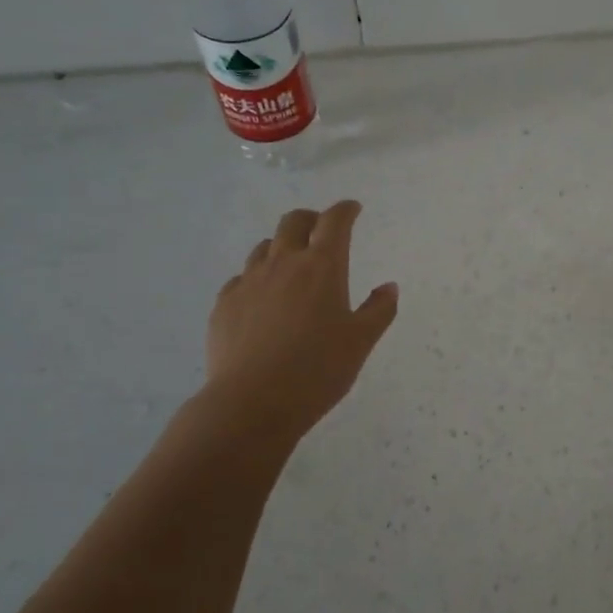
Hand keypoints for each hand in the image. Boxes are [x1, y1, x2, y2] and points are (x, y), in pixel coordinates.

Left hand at [200, 200, 398, 441]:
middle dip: (311, 219)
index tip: (352, 209)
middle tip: (321, 230)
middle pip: (293, 222)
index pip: (335, 222)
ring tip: (292, 265)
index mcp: (323, 267)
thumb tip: (388, 287)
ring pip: (265, 247)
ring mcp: (249, 282)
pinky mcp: (224, 304)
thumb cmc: (318, 369)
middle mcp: (283, 264)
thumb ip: (379, 310)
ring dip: (282, 246)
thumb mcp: (361, 342)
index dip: (345, 210)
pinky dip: (257, 277)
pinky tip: (262, 299)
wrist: (252, 402)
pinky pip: (242, 278)